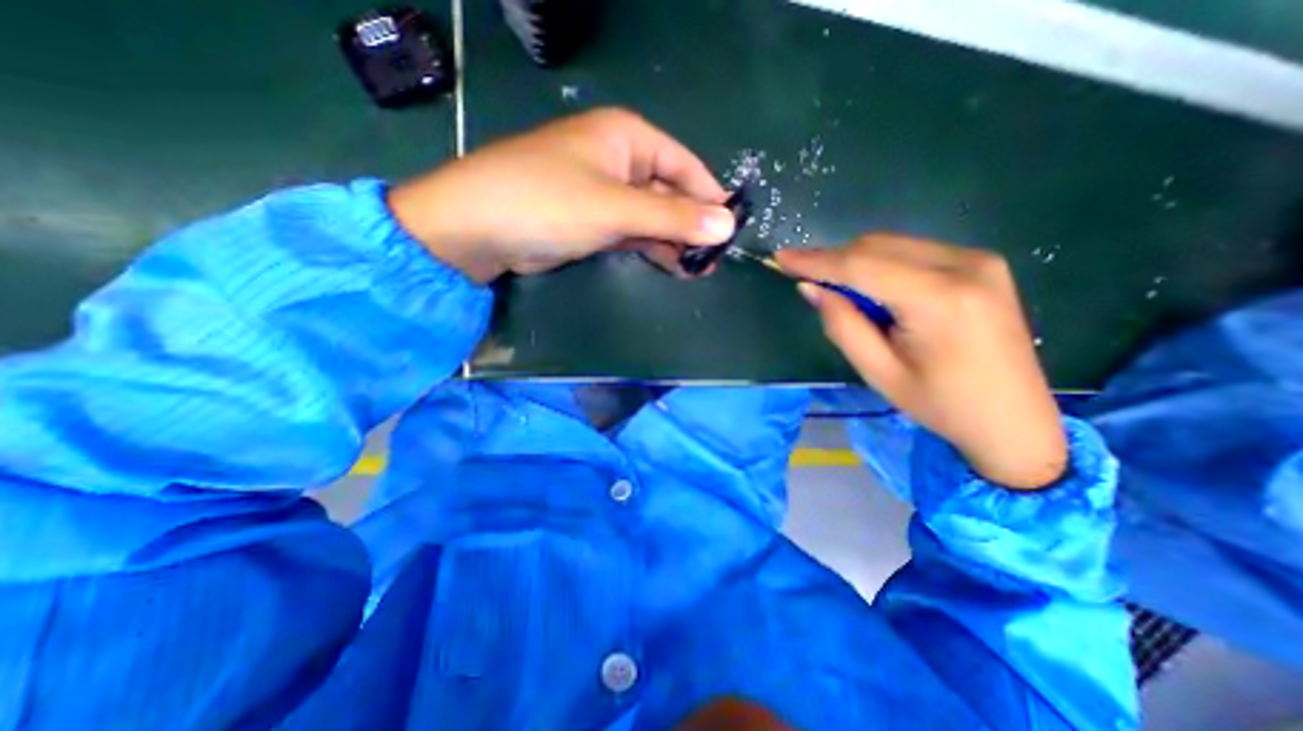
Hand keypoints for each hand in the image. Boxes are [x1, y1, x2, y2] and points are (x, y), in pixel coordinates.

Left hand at [387, 106, 735, 282]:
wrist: (479, 229)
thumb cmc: (548, 202)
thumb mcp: (616, 209)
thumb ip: (673, 219)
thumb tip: (727, 225)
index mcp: (628, 138)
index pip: (685, 165)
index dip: (710, 197)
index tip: (731, 230)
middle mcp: (620, 160)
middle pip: (670, 193)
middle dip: (692, 226)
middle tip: (714, 260)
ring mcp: (606, 193)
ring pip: (653, 216)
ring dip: (674, 242)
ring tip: (698, 270)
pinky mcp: (594, 221)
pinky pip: (634, 232)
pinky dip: (652, 248)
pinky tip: (672, 266)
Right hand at [777, 238, 1063, 489]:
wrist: (1015, 421)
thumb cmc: (940, 405)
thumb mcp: (878, 372)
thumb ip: (842, 324)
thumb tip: (812, 288)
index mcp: (940, 300)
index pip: (861, 266)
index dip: (816, 260)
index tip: (781, 258)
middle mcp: (964, 266)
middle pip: (877, 246)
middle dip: (835, 260)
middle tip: (806, 281)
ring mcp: (979, 260)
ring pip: (894, 244)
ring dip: (857, 262)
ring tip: (839, 292)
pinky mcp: (982, 264)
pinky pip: (913, 251)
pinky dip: (882, 265)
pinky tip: (874, 291)